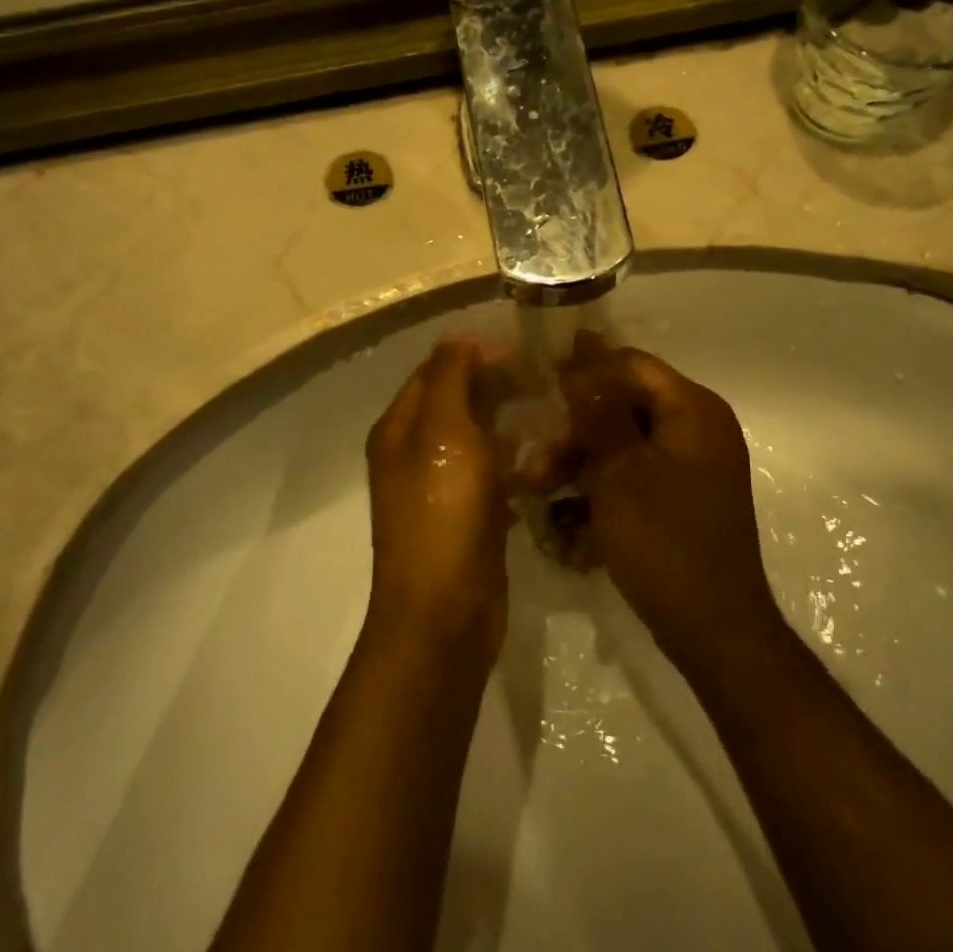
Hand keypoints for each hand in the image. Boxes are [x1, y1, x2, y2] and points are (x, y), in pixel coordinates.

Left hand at [365, 338, 516, 648]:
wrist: (444, 613)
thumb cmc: (443, 514)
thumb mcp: (445, 432)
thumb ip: (451, 378)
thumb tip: (460, 338)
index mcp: (399, 428)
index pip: (435, 370)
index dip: (475, 354)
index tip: (523, 352)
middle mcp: (413, 452)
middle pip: (456, 401)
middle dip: (497, 386)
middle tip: (545, 381)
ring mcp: (438, 488)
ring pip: (477, 438)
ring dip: (509, 423)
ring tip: (552, 414)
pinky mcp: (465, 517)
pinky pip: (490, 474)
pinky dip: (512, 462)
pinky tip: (541, 462)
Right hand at [557, 333, 785, 673]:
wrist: (716, 632)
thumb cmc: (666, 542)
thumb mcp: (621, 471)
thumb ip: (598, 410)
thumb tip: (582, 346)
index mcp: (692, 410)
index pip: (630, 365)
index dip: (583, 370)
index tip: (538, 387)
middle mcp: (695, 430)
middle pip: (622, 408)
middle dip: (573, 435)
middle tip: (534, 465)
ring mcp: (688, 468)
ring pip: (620, 447)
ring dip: (578, 467)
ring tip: (539, 495)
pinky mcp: (677, 501)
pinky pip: (631, 479)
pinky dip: (600, 495)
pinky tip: (568, 526)